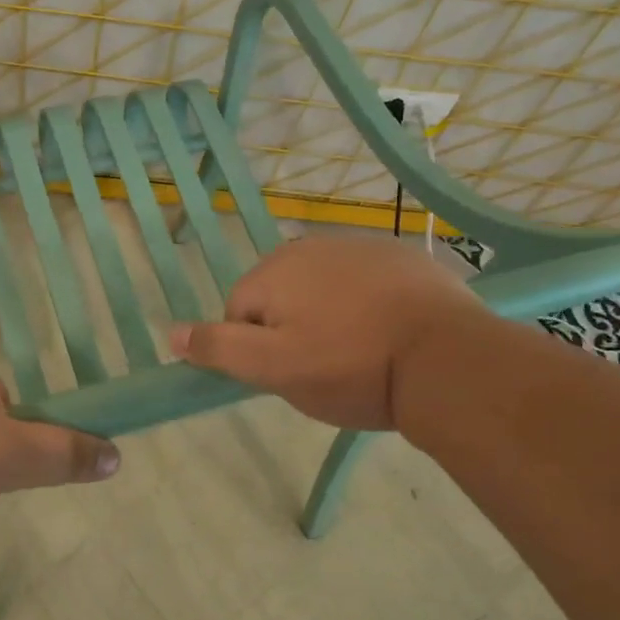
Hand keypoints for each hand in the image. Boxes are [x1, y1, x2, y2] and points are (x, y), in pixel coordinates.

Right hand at [169, 236, 486, 430]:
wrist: (448, 360)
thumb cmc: (350, 367)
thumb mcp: (274, 369)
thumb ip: (218, 348)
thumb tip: (171, 333)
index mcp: (273, 270)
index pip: (239, 313)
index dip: (259, 350)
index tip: (292, 374)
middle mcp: (309, 246)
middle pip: (280, 296)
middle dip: (292, 329)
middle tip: (325, 368)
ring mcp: (359, 245)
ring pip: (322, 288)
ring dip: (330, 315)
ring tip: (362, 354)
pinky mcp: (401, 255)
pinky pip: (364, 282)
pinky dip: (367, 304)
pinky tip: (391, 333)